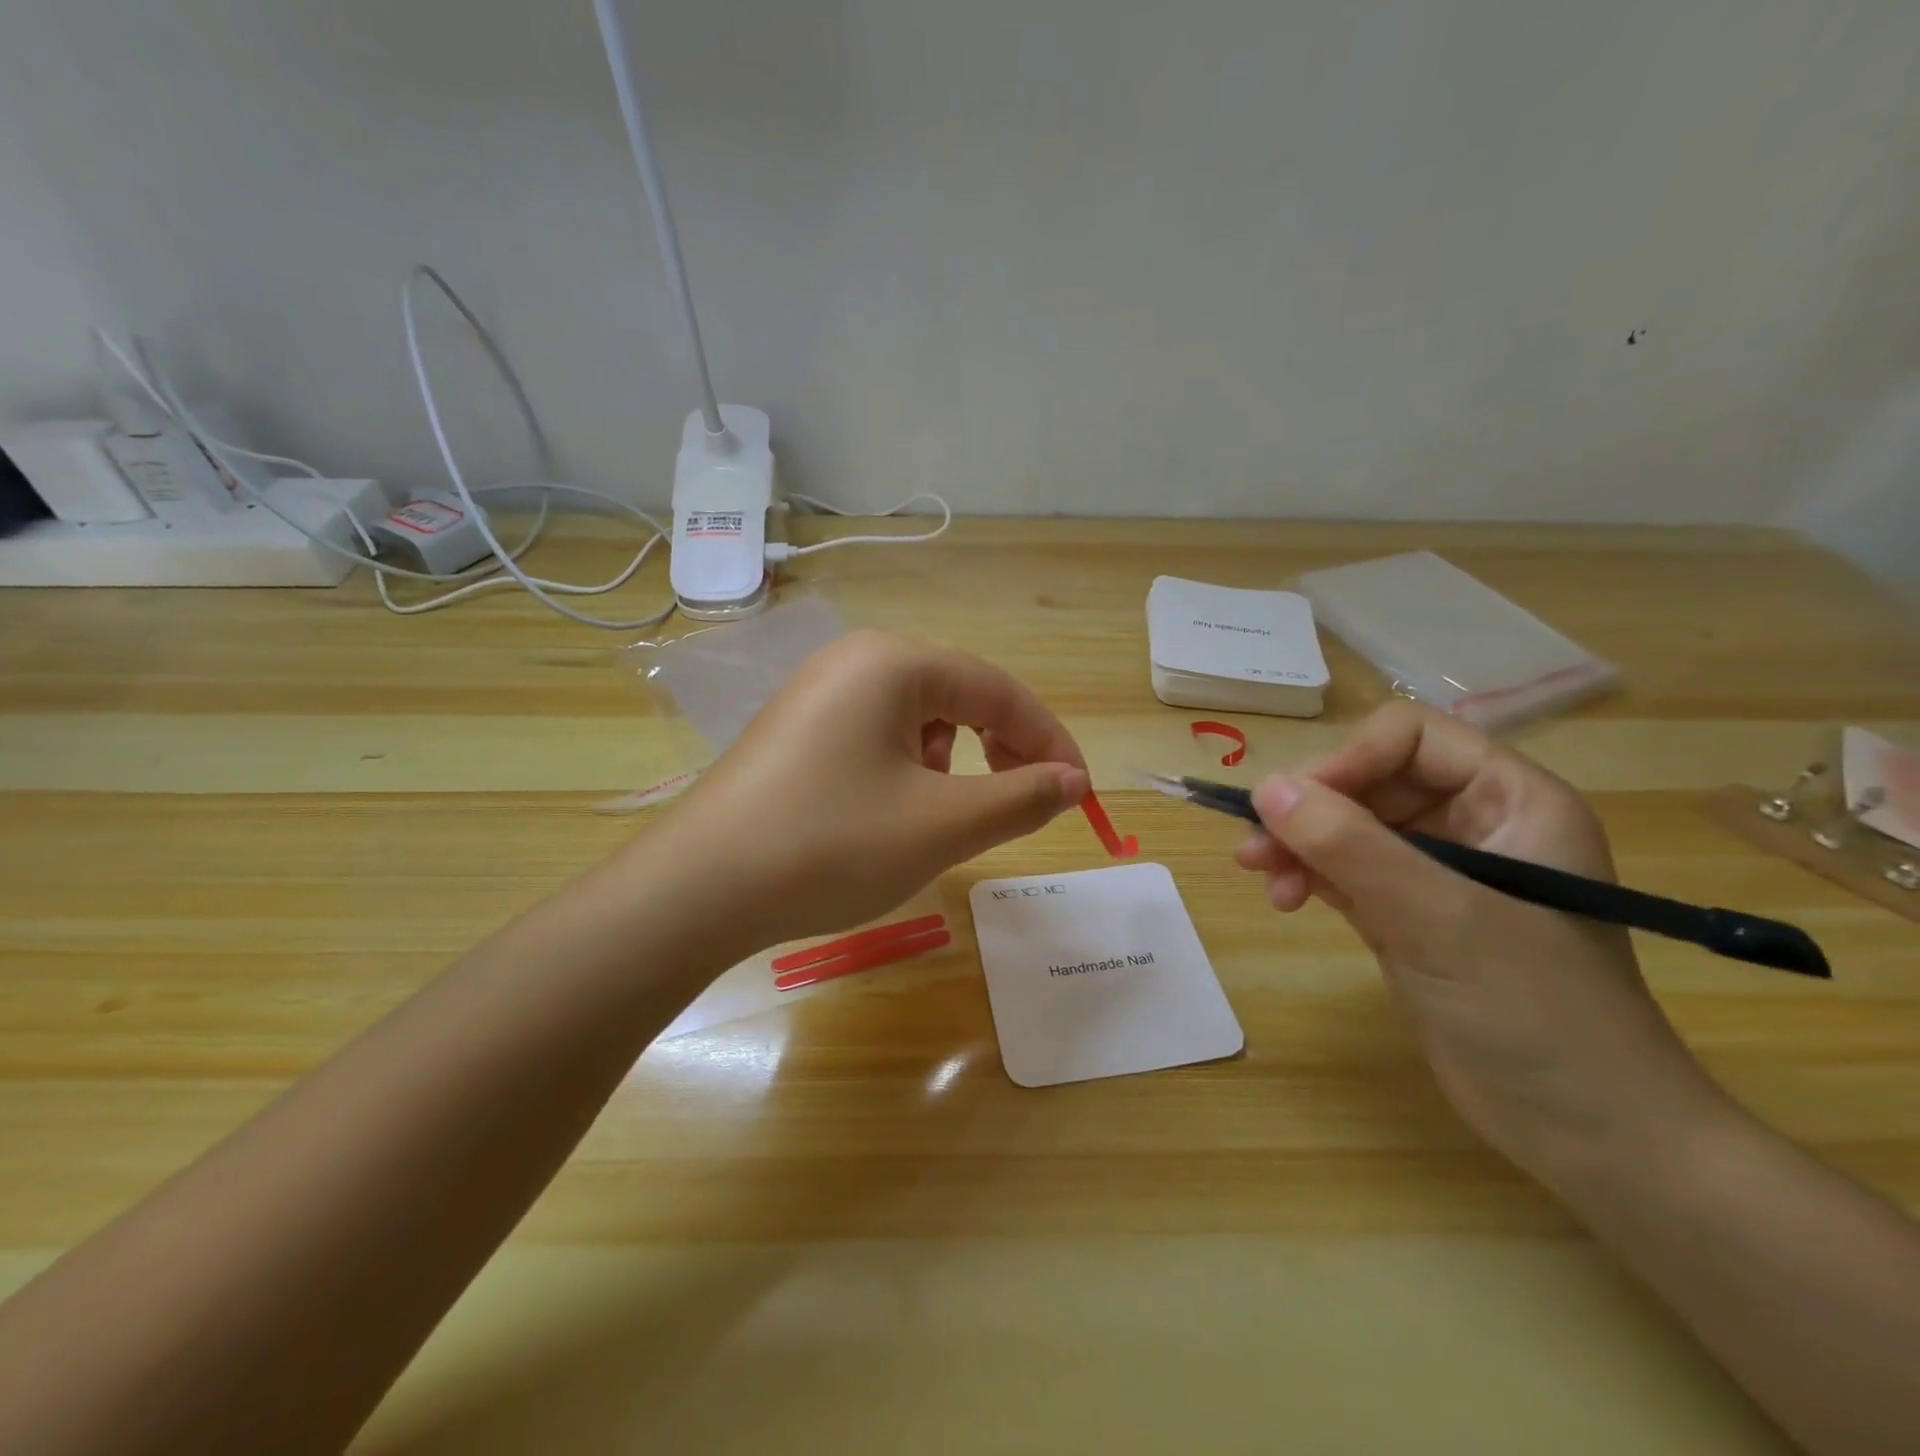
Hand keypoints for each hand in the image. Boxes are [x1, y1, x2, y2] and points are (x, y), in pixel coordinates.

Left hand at [658, 630, 1089, 948]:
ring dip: (954, 760)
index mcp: (894, 662)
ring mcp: (819, 692)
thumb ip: (1020, 798)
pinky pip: (877, 734)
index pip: (998, 689)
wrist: (699, 889)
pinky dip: (908, 768)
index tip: (1079, 792)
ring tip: (943, 811)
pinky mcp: (798, 728)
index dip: (1048, 740)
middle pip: (958, 694)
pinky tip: (891, 808)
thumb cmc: (831, 845)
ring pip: (918, 716)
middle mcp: (855, 660)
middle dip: (1002, 748)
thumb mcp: (941, 824)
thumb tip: (1072, 781)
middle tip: (1026, 802)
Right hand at [1237, 702, 1721, 1186]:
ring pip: (1348, 826)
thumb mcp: (1441, 919)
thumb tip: (1265, 789)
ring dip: (1299, 844)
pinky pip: (1344, 870)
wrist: (1588, 1136)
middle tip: (1256, 849)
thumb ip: (1352, 847)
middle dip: (1310, 810)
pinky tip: (1285, 900)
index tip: (1294, 804)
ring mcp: (1439, 872)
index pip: (1412, 739)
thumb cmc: (1537, 1014)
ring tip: (1262, 879)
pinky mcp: (1408, 914)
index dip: (1349, 759)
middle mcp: (1475, 823)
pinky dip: (1308, 875)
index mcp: (1511, 800)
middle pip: (1370, 780)